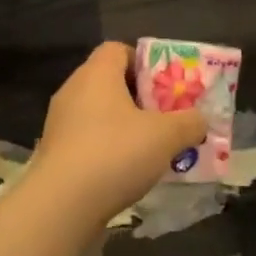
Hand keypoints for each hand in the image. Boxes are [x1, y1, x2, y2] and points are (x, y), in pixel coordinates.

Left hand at [26, 43, 206, 223]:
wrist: (61, 206)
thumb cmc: (115, 154)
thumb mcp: (167, 136)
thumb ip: (190, 122)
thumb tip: (200, 120)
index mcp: (96, 74)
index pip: (118, 49)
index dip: (145, 61)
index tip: (166, 85)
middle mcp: (73, 92)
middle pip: (110, 83)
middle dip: (142, 98)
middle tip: (168, 117)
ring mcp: (60, 125)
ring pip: (100, 115)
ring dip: (126, 127)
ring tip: (154, 148)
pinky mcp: (56, 155)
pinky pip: (89, 141)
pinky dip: (110, 150)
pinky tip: (129, 171)